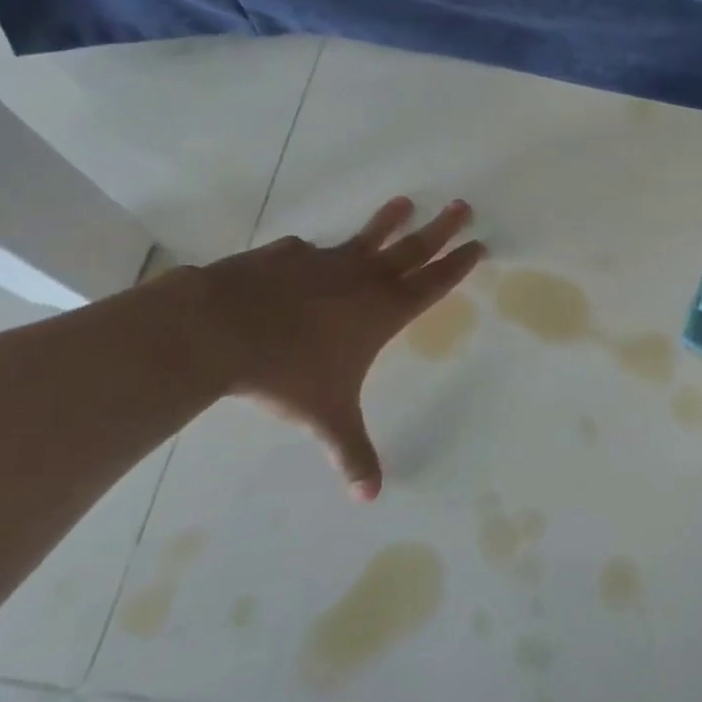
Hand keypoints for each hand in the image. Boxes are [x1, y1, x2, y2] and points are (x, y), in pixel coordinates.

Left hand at [189, 197, 483, 499]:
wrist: (222, 328)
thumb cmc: (288, 374)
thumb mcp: (327, 417)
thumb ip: (351, 453)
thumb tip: (368, 498)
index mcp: (382, 311)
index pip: (433, 283)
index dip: (458, 264)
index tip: (478, 243)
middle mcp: (362, 279)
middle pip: (412, 247)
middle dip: (441, 228)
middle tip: (462, 206)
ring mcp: (324, 262)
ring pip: (366, 237)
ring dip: (387, 221)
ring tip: (403, 202)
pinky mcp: (287, 256)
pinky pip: (308, 251)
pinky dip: (313, 253)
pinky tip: (306, 252)